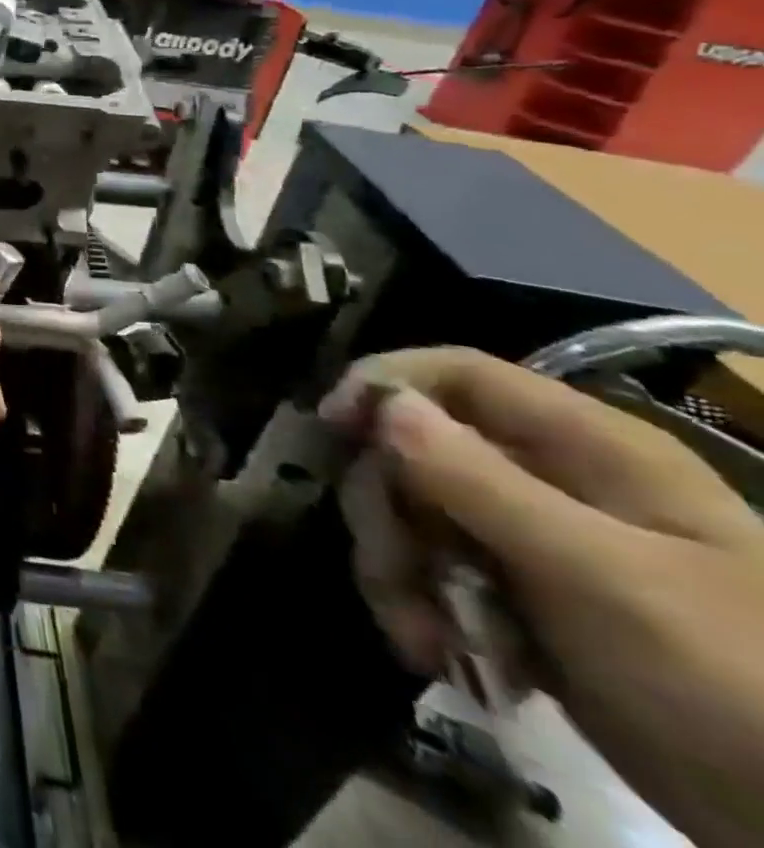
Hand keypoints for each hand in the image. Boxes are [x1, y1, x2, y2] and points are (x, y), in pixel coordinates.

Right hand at [321, 348, 763, 847]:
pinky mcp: (517, 598)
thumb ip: (483, 482)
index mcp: (584, 448)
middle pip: (416, 449)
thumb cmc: (735, 680)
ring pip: (412, 513)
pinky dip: (420, 607)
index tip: (330, 426)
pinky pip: (431, 571)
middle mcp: (546, 479)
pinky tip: (443, 656)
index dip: (384, 384)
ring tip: (424, 640)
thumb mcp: (603, 577)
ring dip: (397, 569)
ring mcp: (530, 541)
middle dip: (386, 509)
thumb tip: (384, 403)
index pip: (457, 374)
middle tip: (394, 570)